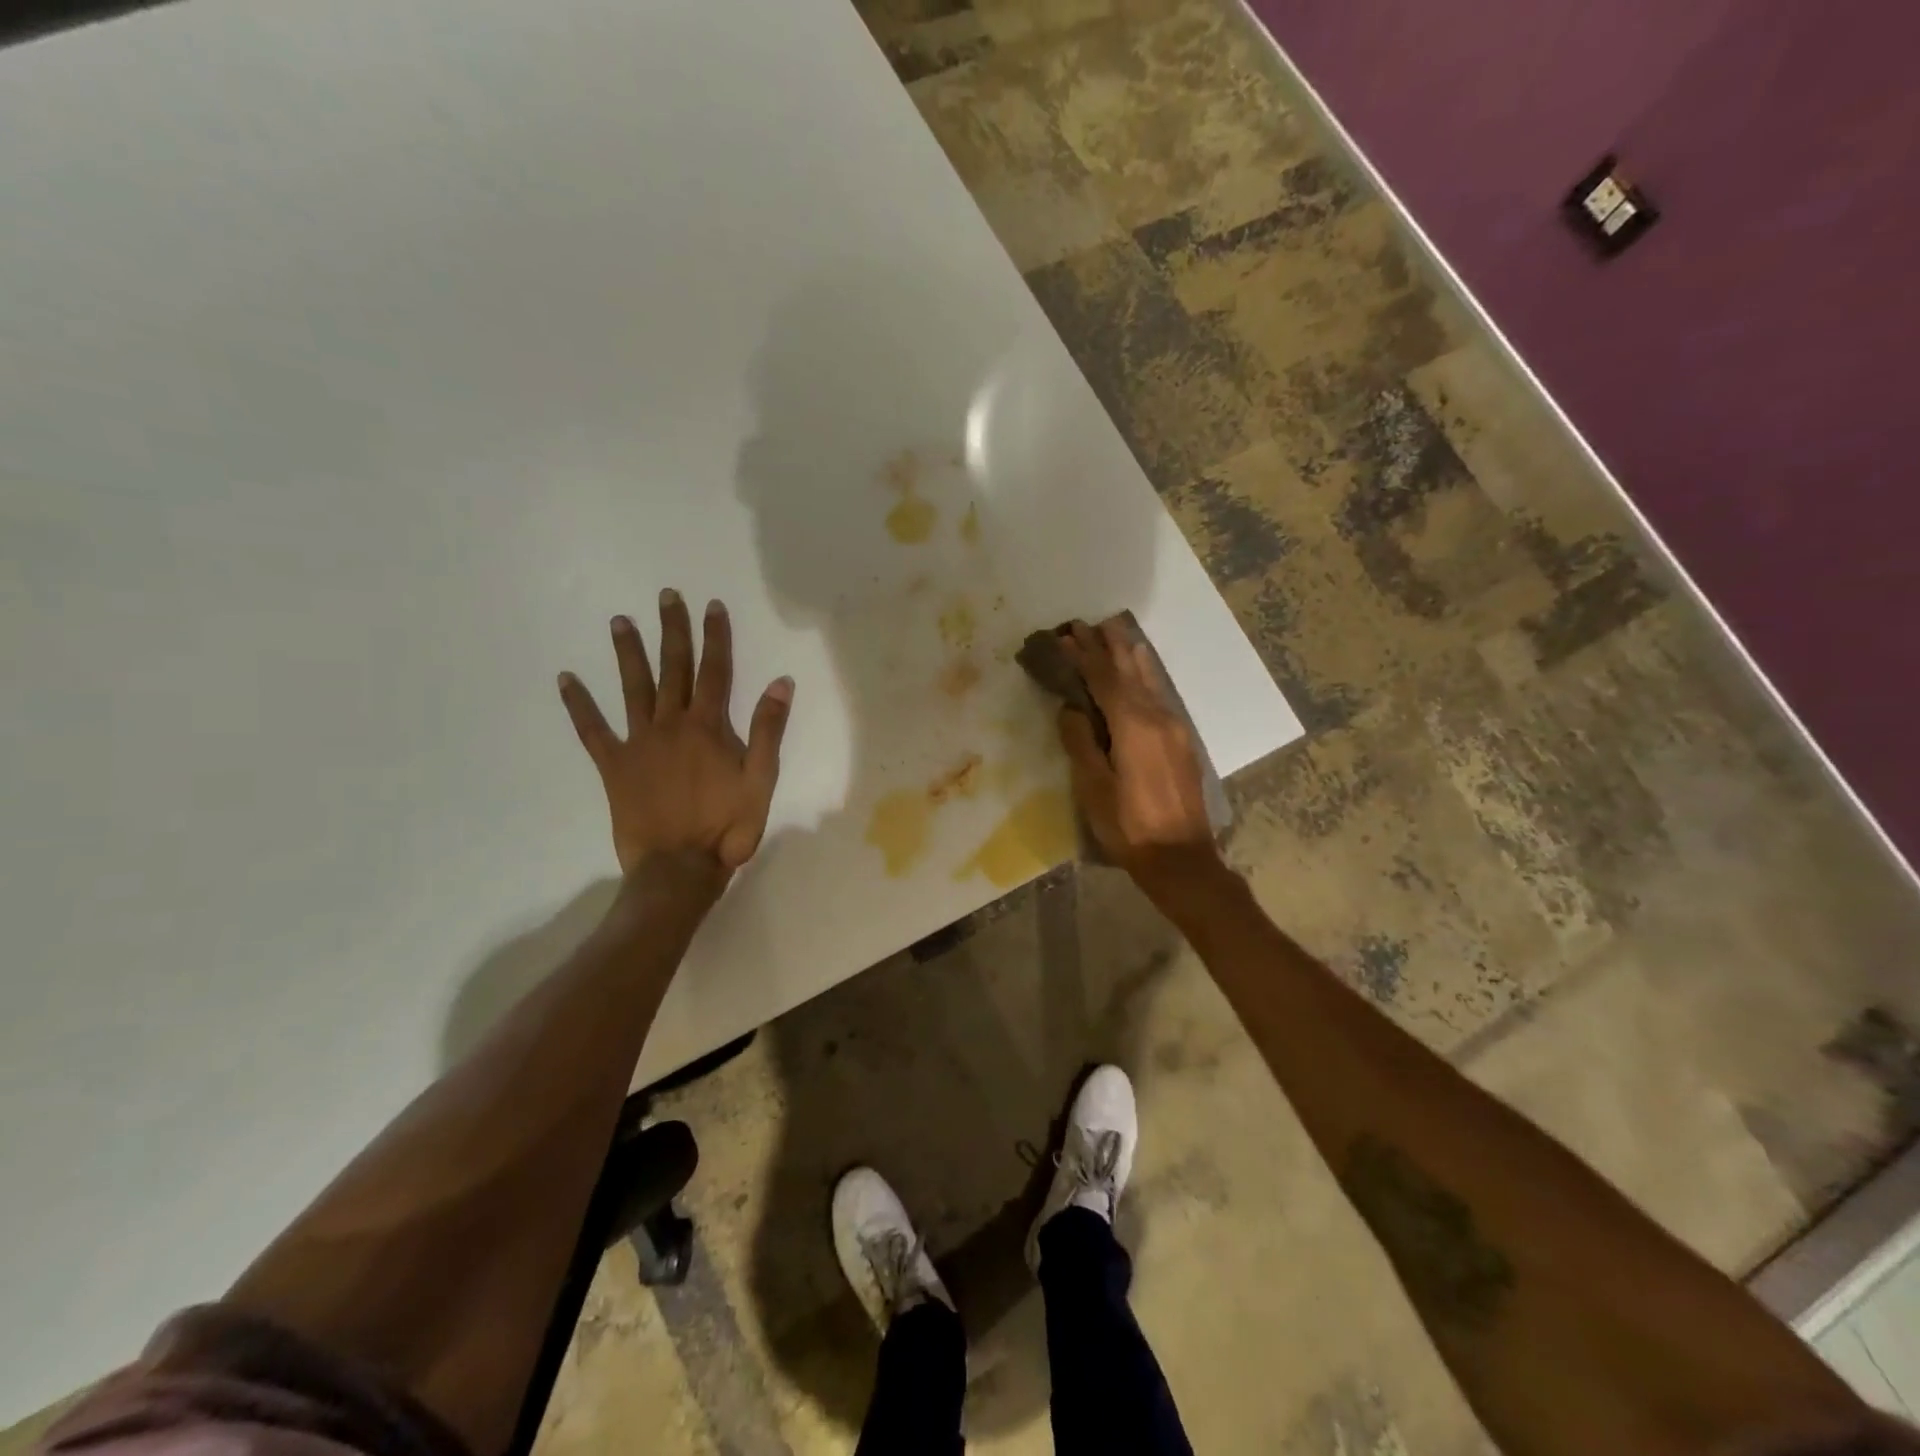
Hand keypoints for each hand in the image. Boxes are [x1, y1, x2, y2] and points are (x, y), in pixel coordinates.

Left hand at [558, 590, 793, 876]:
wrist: (679, 866)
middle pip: (673, 668)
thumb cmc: (727, 826)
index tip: (712, 605)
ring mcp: (639, 742)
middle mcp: (671, 724)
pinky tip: (566, 679)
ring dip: (627, 653)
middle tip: (666, 595)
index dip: (715, 636)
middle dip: (672, 630)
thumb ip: (769, 730)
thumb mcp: (761, 779)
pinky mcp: (614, 765)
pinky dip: (579, 704)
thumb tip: (780, 682)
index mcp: (708, 727)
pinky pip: (592, 730)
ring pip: (632, 688)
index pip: (715, 671)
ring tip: (619, 621)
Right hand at [1056, 617, 1218, 881]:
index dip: (1083, 656)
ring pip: (1149, 680)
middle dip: (1107, 646)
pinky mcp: (1182, 742)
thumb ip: (1081, 743)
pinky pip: (1160, 695)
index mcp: (1133, 726)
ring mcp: (1175, 728)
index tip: (1065, 635)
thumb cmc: (1129, 827)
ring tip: (1115, 632)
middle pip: (1129, 672)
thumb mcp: (1093, 788)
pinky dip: (1145, 676)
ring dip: (1129, 655)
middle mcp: (1158, 717)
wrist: (1181, 858)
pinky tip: (1142, 672)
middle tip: (1086, 624)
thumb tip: (1071, 709)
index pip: (1104, 679)